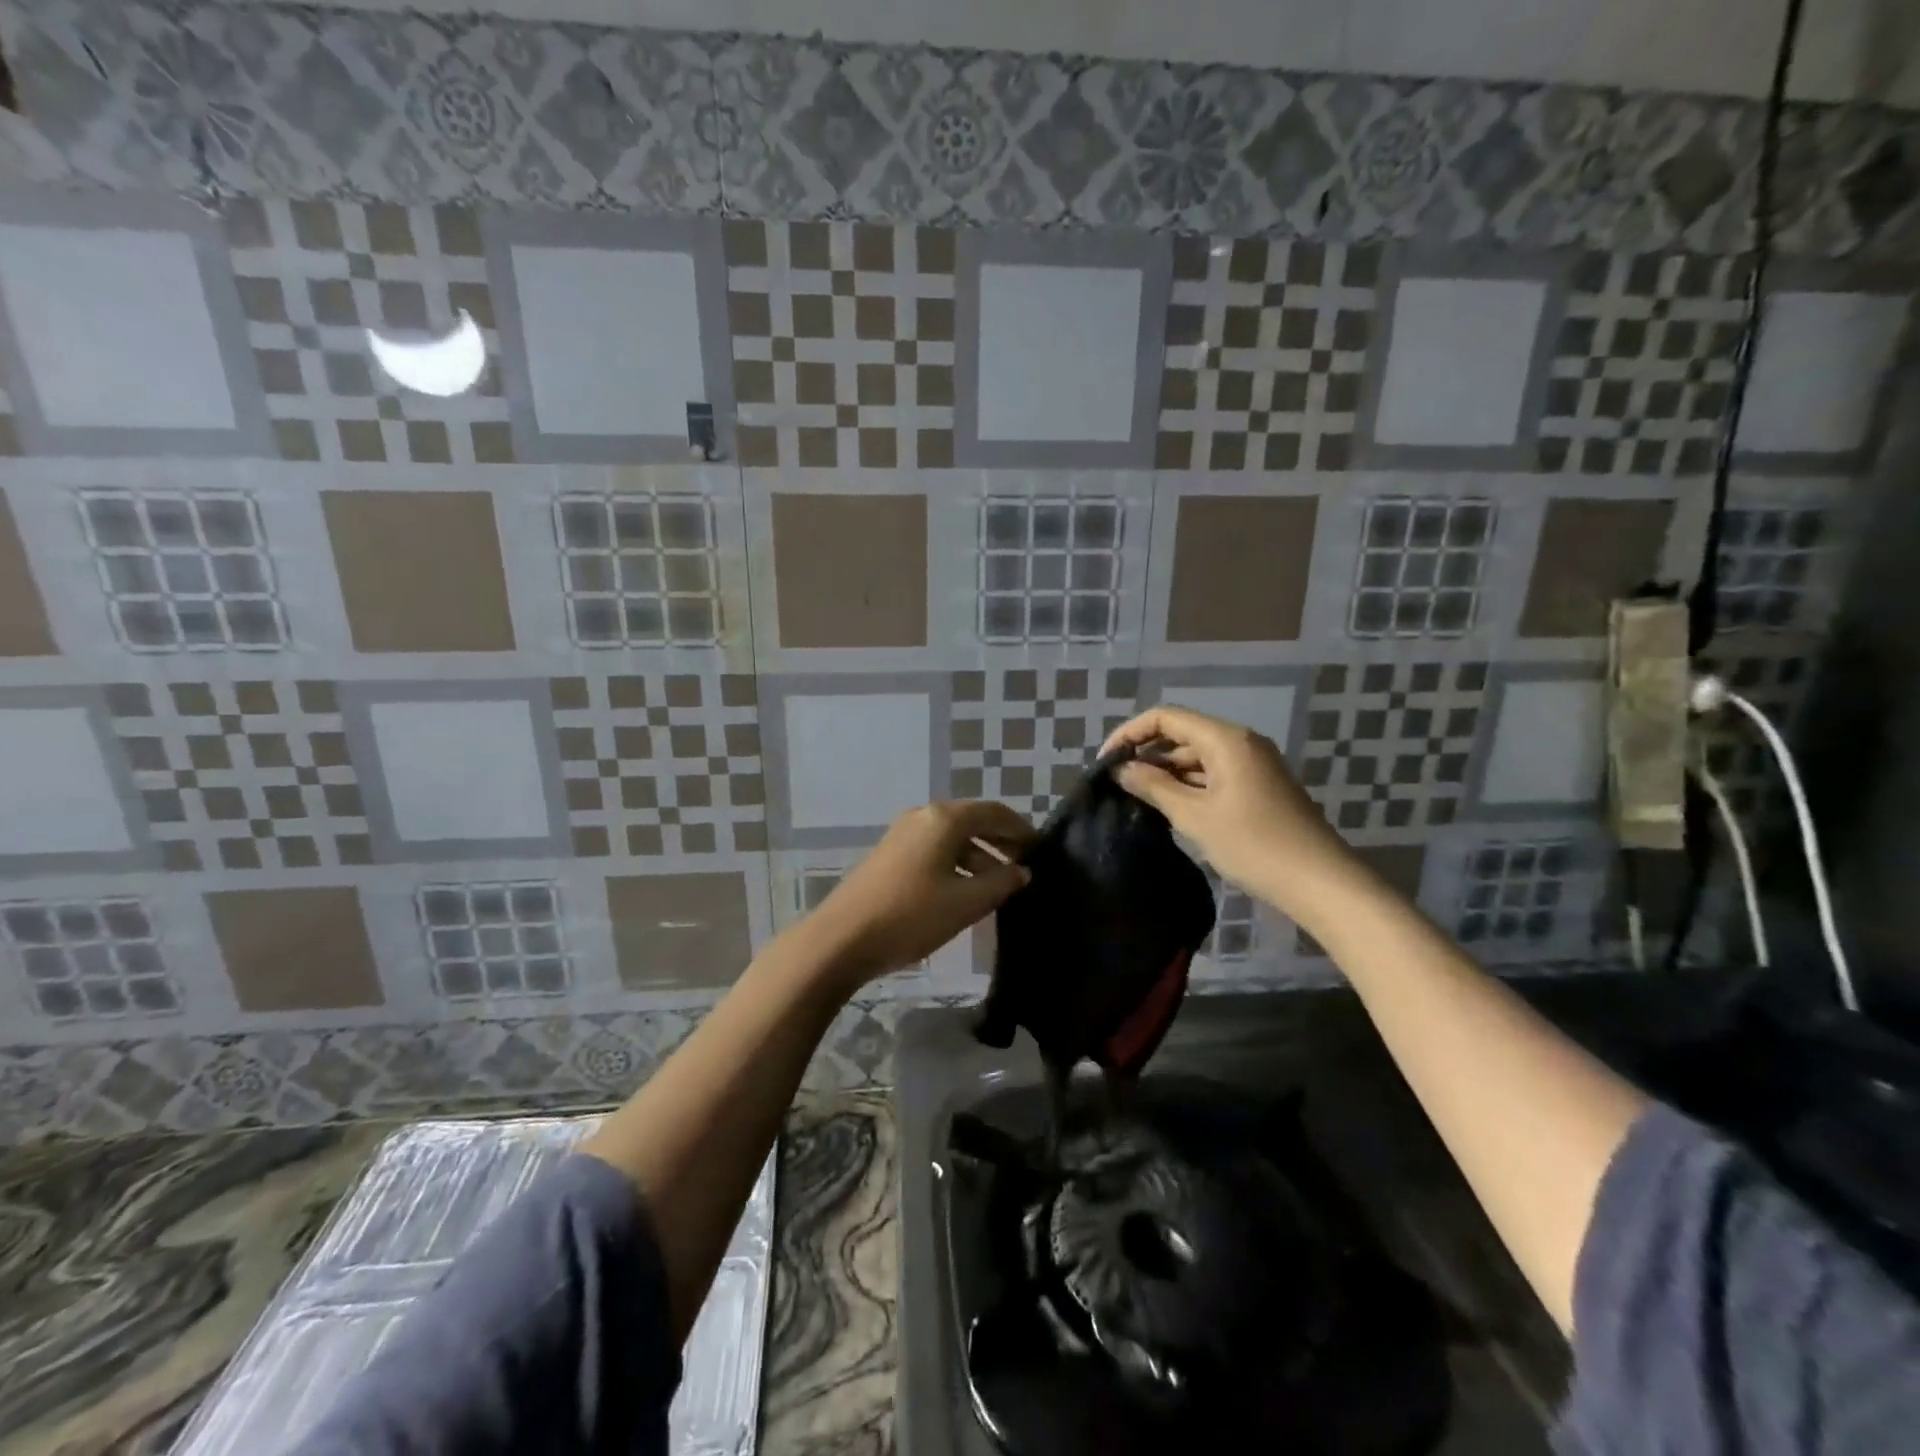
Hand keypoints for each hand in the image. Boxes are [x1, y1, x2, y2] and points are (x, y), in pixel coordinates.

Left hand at [806, 801, 1035, 984]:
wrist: (841, 939)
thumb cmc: (911, 915)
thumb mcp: (966, 902)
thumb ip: (1001, 883)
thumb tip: (1022, 871)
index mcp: (944, 819)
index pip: (994, 812)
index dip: (1021, 829)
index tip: (1041, 850)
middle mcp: (922, 817)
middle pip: (972, 822)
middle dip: (1001, 843)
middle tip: (1025, 868)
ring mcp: (902, 835)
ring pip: (952, 839)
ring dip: (979, 858)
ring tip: (998, 889)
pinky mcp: (889, 856)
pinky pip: (934, 851)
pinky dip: (956, 865)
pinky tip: (964, 893)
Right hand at [1101, 707, 1357, 922]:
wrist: (1319, 882)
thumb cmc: (1253, 844)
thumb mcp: (1195, 816)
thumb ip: (1154, 787)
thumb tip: (1121, 769)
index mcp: (1226, 739)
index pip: (1166, 717)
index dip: (1131, 733)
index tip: (1106, 761)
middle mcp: (1240, 743)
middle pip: (1182, 735)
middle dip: (1147, 754)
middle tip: (1117, 784)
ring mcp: (1252, 765)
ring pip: (1197, 757)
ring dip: (1166, 773)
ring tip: (1136, 798)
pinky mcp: (1258, 788)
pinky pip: (1213, 775)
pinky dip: (1188, 786)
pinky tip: (1169, 808)